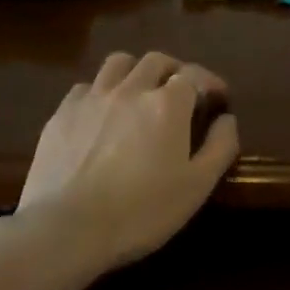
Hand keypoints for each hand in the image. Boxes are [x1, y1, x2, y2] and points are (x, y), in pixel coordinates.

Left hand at [18, 51, 239, 267]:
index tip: (218, 98)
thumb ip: (220, 147)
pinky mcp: (62, 113)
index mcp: (167, 104)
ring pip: (119, 63)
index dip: (210, 83)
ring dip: (137, 71)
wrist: (66, 228)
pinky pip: (86, 86)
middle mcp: (131, 89)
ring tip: (140, 93)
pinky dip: (102, 92)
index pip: (195, 75)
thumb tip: (227, 119)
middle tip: (181, 94)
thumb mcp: (197, 186)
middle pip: (157, 61)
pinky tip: (102, 114)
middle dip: (175, 71)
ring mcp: (92, 98)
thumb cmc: (141, 211)